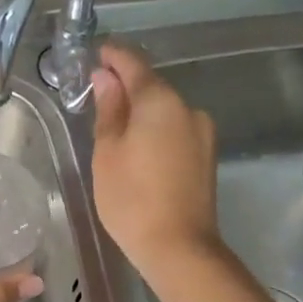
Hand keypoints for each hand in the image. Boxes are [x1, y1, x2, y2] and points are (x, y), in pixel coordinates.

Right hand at [90, 43, 221, 281]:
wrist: (179, 247)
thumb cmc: (132, 198)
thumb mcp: (107, 152)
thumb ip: (108, 109)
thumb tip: (106, 78)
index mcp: (160, 101)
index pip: (134, 64)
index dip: (113, 56)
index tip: (95, 54)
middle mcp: (187, 108)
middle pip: (152, 86)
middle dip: (126, 85)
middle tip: (97, 94)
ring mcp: (202, 132)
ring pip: (165, 110)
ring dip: (141, 110)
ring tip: (114, 127)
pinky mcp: (206, 156)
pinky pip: (175, 130)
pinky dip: (155, 130)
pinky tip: (138, 148)